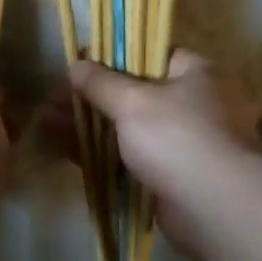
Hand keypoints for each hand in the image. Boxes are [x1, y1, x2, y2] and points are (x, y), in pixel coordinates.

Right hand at [70, 49, 261, 243]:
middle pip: (130, 92)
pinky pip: (123, 156)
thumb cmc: (178, 138)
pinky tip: (61, 147)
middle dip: (88, 95)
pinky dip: (95, 152)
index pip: (147, 53)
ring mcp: (176, 141)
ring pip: (123, 127)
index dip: (109, 56)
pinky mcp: (164, 174)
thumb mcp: (134, 101)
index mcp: (191, 72)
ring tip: (45, 121)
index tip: (76, 63)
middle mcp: (187, 103)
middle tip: (51, 98)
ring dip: (86, 124)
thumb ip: (102, 83)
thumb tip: (76, 64)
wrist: (216, 207)